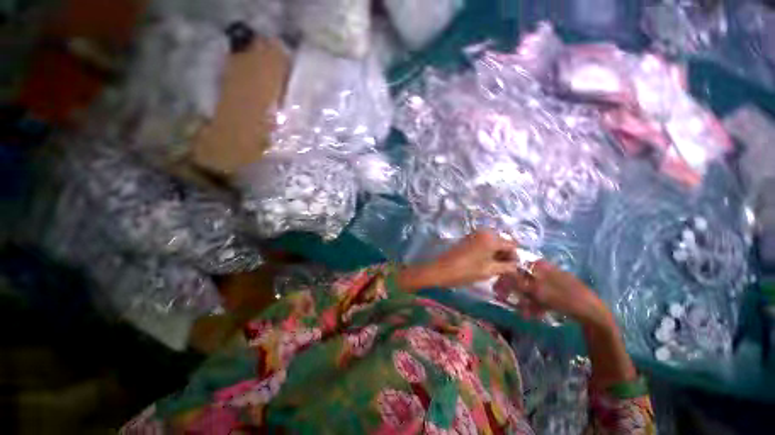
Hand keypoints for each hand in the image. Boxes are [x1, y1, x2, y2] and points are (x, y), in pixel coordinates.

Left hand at [397, 231, 518, 290]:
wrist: (441, 270)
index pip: (512, 245)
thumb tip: (517, 266)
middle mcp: (484, 232)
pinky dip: (488, 251)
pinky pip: (484, 242)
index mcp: (491, 238)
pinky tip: (485, 262)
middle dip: (506, 255)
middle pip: (503, 242)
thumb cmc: (465, 271)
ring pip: (493, 242)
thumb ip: (507, 267)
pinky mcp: (468, 238)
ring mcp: (475, 234)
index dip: (515, 257)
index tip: (513, 270)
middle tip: (504, 270)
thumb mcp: (489, 271)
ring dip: (497, 253)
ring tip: (494, 268)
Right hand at [495, 260, 610, 326]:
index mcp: (539, 266)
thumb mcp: (538, 290)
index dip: (505, 278)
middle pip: (521, 279)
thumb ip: (517, 282)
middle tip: (506, 301)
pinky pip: (540, 296)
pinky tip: (534, 314)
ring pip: (530, 289)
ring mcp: (550, 281)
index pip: (515, 268)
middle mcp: (543, 270)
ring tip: (525, 314)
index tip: (498, 290)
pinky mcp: (555, 291)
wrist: (592, 313)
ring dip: (524, 301)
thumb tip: (500, 275)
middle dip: (515, 292)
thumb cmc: (564, 298)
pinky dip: (535, 304)